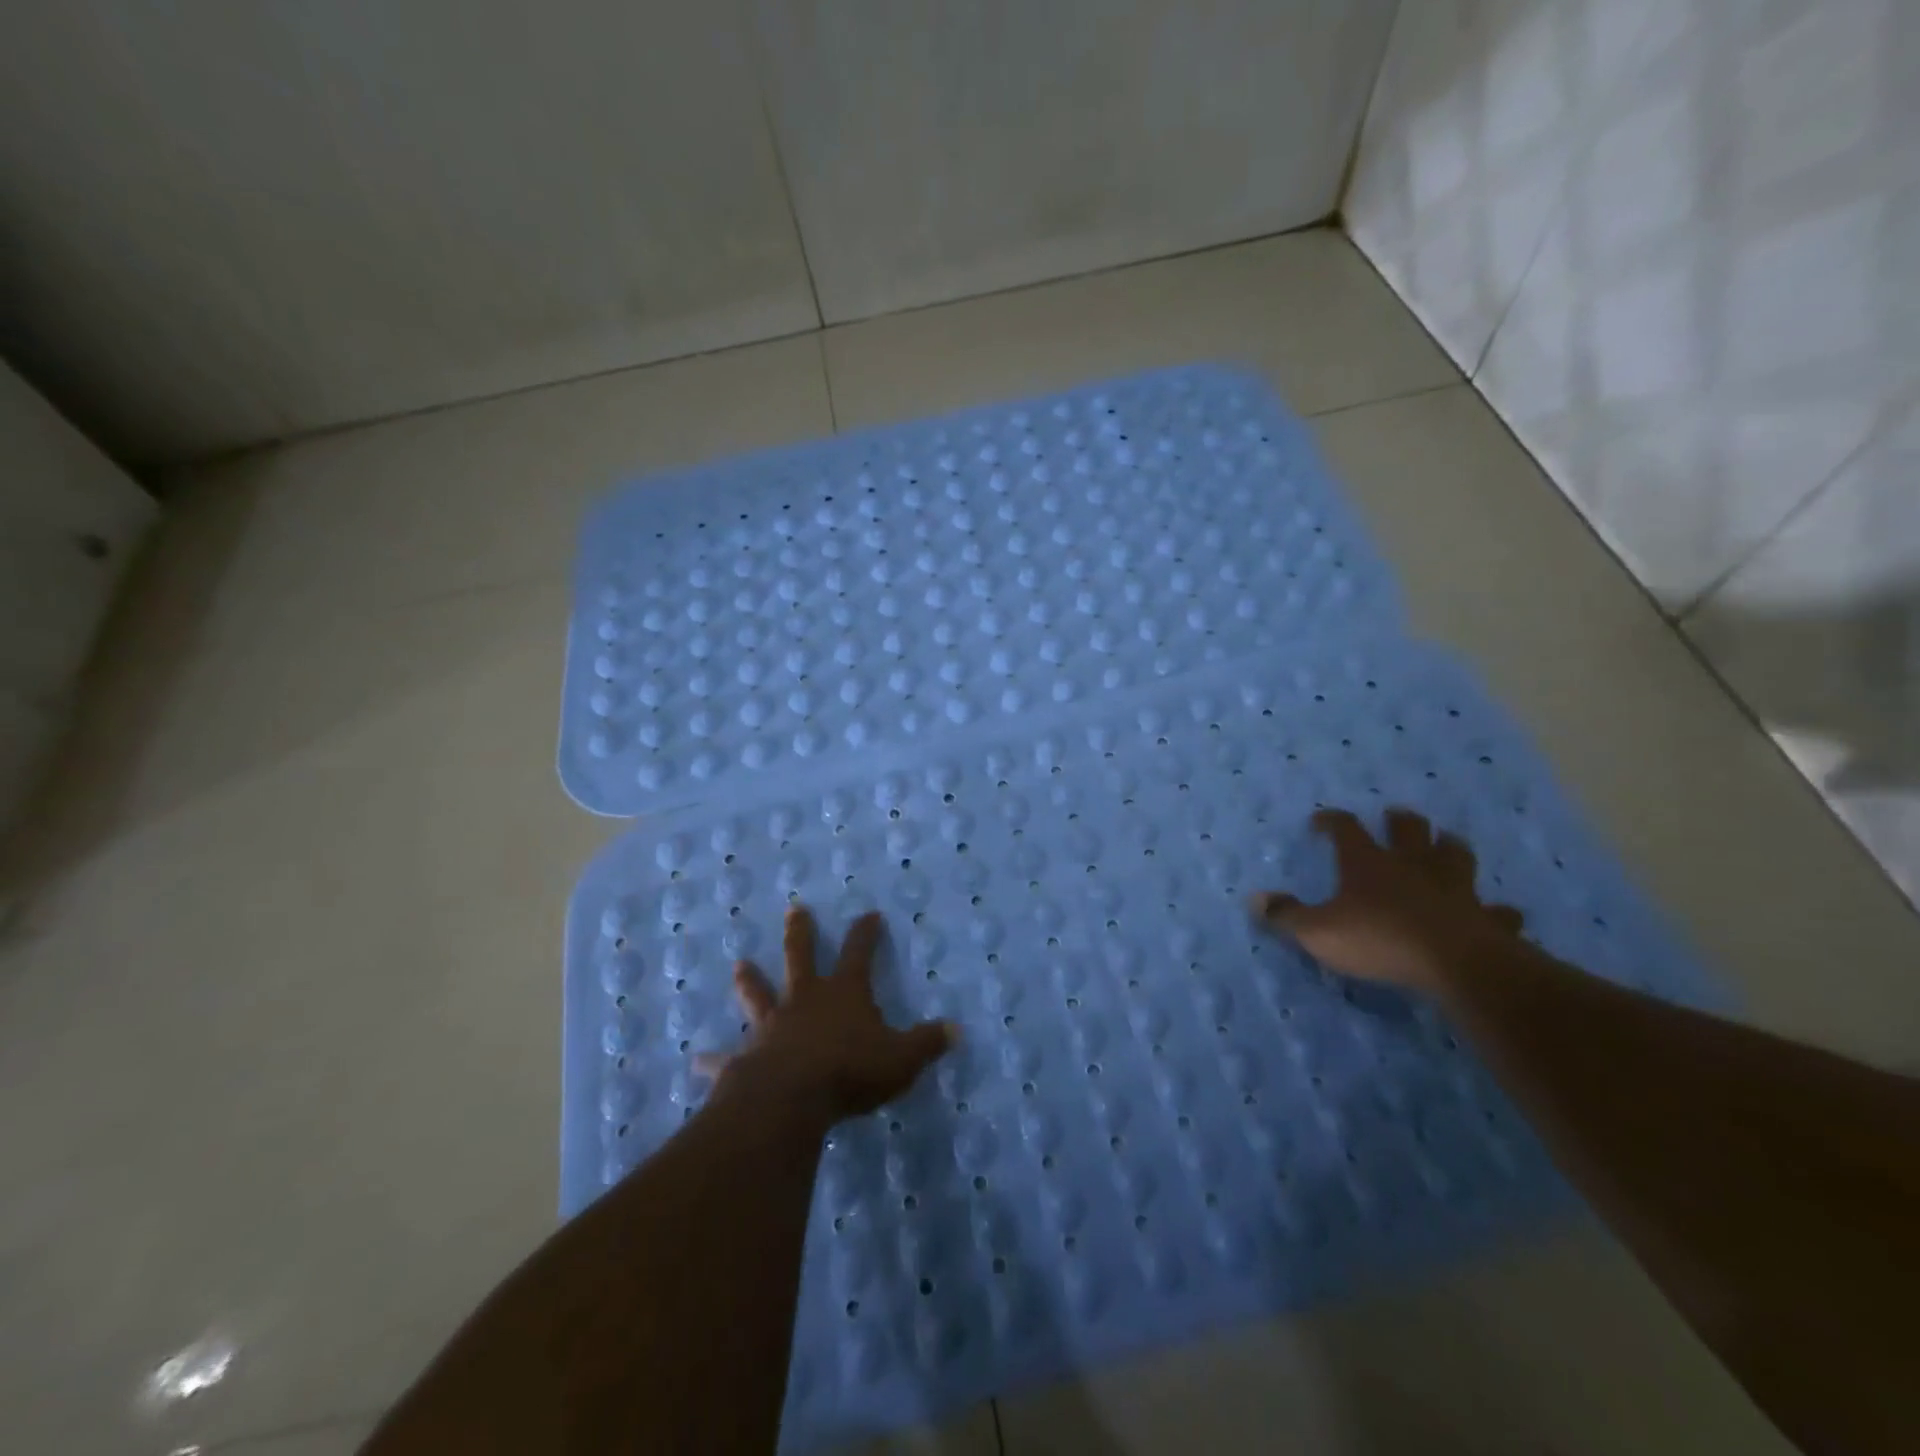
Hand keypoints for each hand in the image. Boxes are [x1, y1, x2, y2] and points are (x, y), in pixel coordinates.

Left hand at [696, 905, 955, 1122]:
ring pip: (760, 995)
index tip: (870, 913)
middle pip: (801, 957)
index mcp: (843, 994)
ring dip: (751, 980)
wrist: (791, 1099)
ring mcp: (771, 1026)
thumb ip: (928, 1043)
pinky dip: (713, 1060)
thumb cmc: (851, 1071)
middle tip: (796, 909)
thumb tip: (957, 1030)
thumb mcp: (901, 1058)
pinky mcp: (745, 1058)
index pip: (860, 953)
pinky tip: (696, 1060)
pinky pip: (726, 1058)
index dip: (866, 933)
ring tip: (739, 965)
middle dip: (802, 933)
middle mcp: (805, 1000)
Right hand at [1250, 808, 1523, 992]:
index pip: (1347, 829)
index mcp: (1368, 863)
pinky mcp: (1485, 917)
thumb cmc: (1378, 939)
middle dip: (1401, 821)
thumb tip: (1254, 899)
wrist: (1453, 963)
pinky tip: (1499, 912)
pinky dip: (1495, 910)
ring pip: (1455, 855)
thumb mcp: (1318, 931)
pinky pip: (1495, 910)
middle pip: (1410, 830)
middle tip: (1396, 817)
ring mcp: (1453, 888)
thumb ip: (1287, 915)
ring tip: (1446, 844)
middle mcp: (1411, 865)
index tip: (1322, 820)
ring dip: (1449, 847)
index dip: (1333, 821)